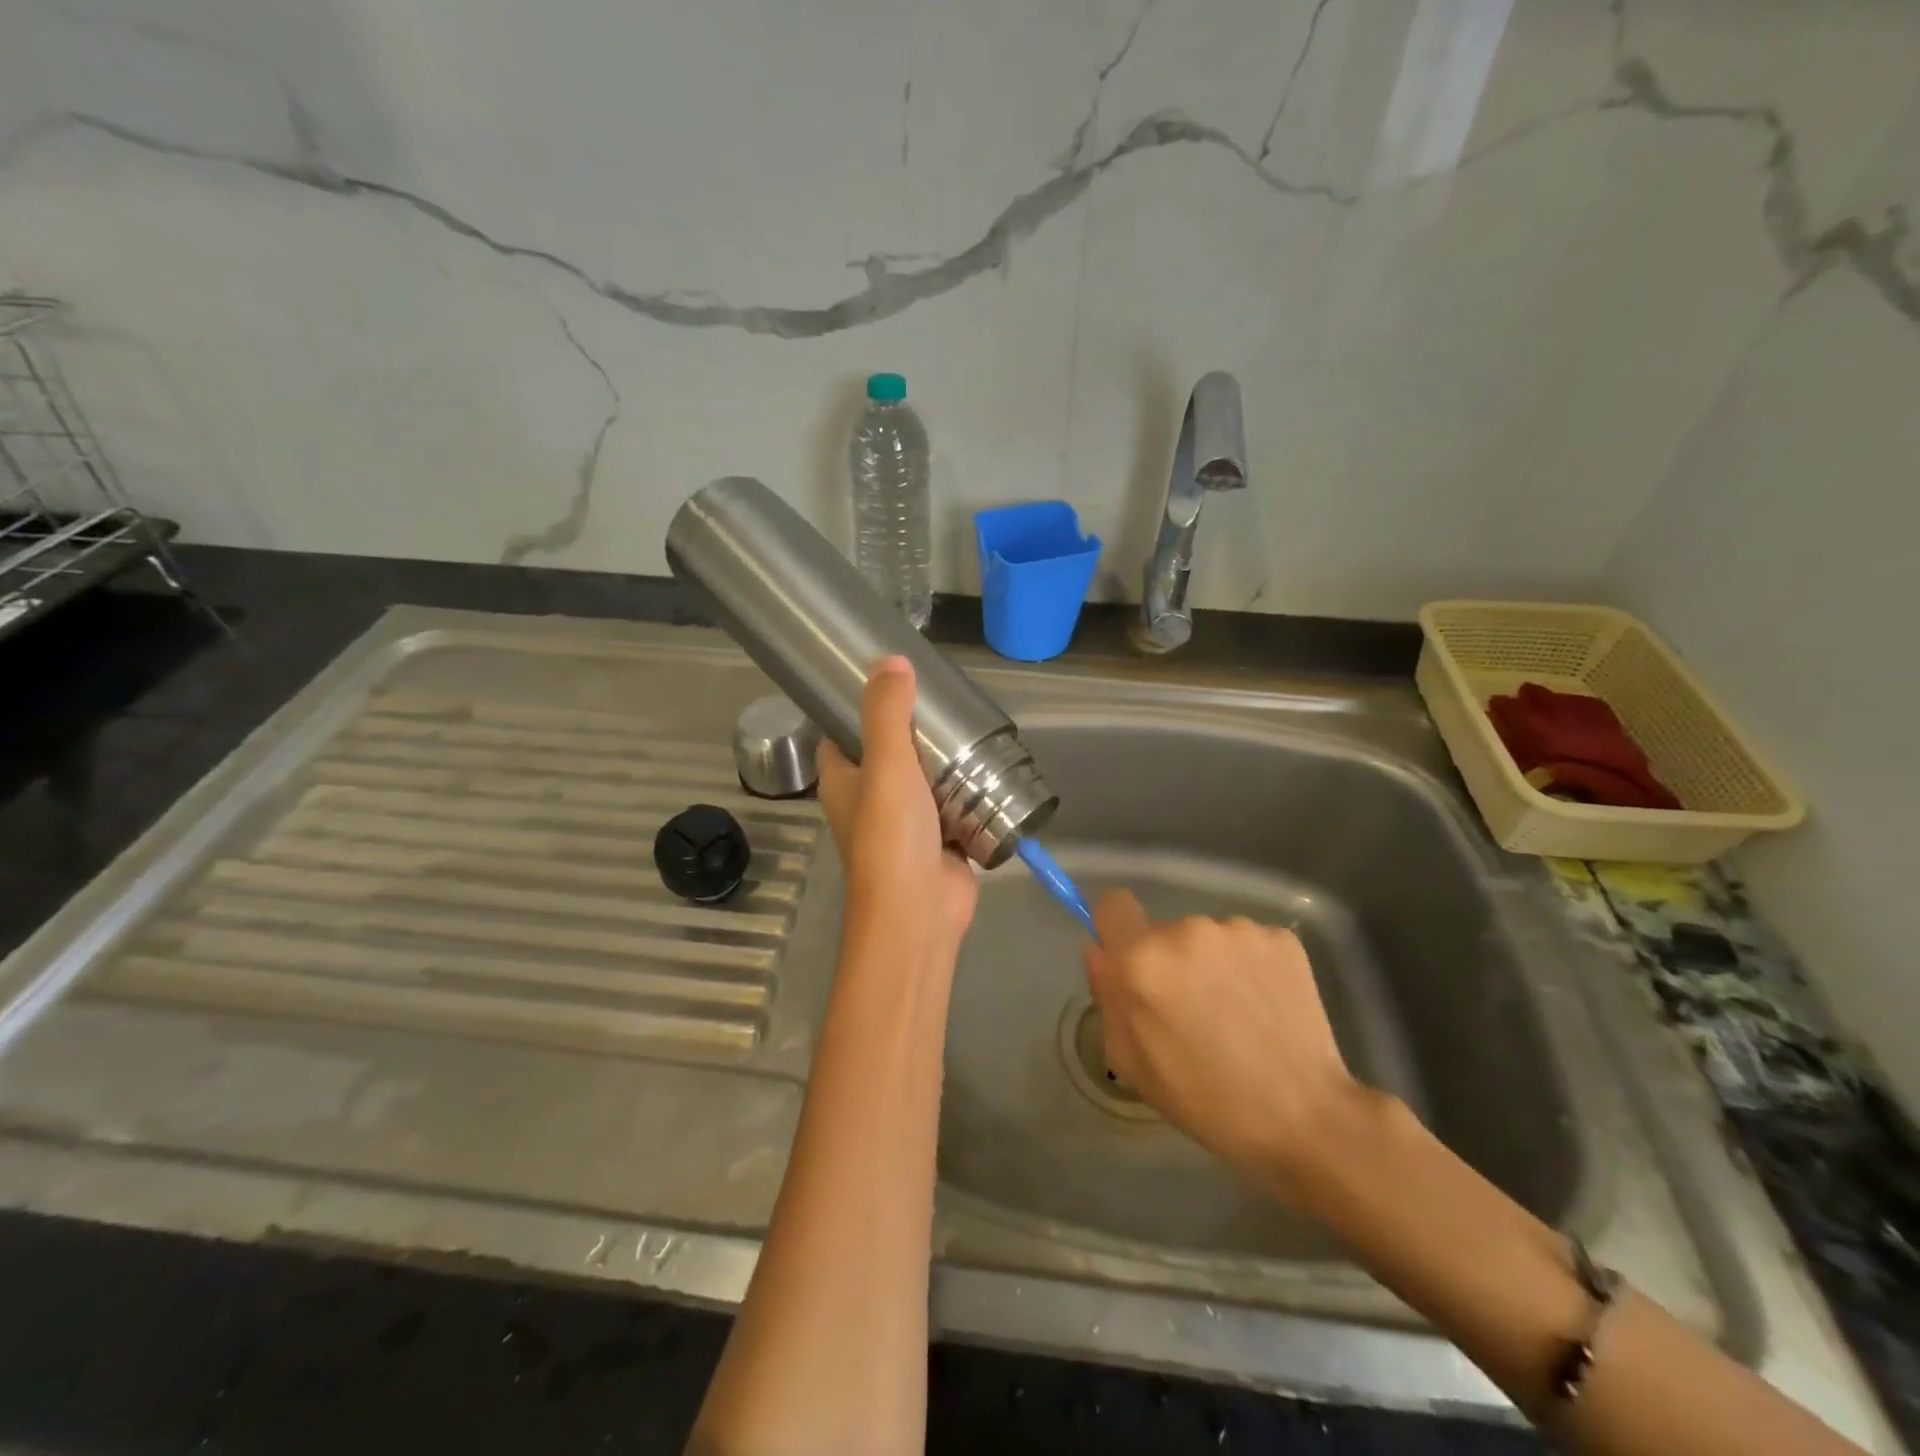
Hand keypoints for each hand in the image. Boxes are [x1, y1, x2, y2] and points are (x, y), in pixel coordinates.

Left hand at [817, 657, 977, 952]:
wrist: (919, 911)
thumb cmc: (891, 836)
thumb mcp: (886, 764)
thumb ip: (887, 713)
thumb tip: (890, 660)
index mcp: (843, 782)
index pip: (841, 735)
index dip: (858, 708)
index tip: (889, 681)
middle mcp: (869, 800)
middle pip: (889, 753)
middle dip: (914, 730)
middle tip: (943, 700)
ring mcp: (906, 823)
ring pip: (924, 779)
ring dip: (944, 760)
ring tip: (970, 725)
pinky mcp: (940, 840)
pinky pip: (954, 805)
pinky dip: (968, 790)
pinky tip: (990, 766)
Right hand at [1082, 890, 1359, 1201]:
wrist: (1305, 1117)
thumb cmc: (1205, 1099)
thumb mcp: (1132, 1062)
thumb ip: (1108, 996)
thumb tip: (1100, 951)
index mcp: (1142, 960)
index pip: (1112, 905)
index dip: (1116, 929)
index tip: (1130, 961)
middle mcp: (1187, 930)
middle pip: (1163, 931)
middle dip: (1170, 962)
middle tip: (1192, 1011)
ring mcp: (1238, 930)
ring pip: (1208, 938)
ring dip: (1212, 964)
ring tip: (1236, 1015)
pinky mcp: (1281, 938)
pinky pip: (1247, 944)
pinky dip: (1250, 968)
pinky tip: (1265, 1008)